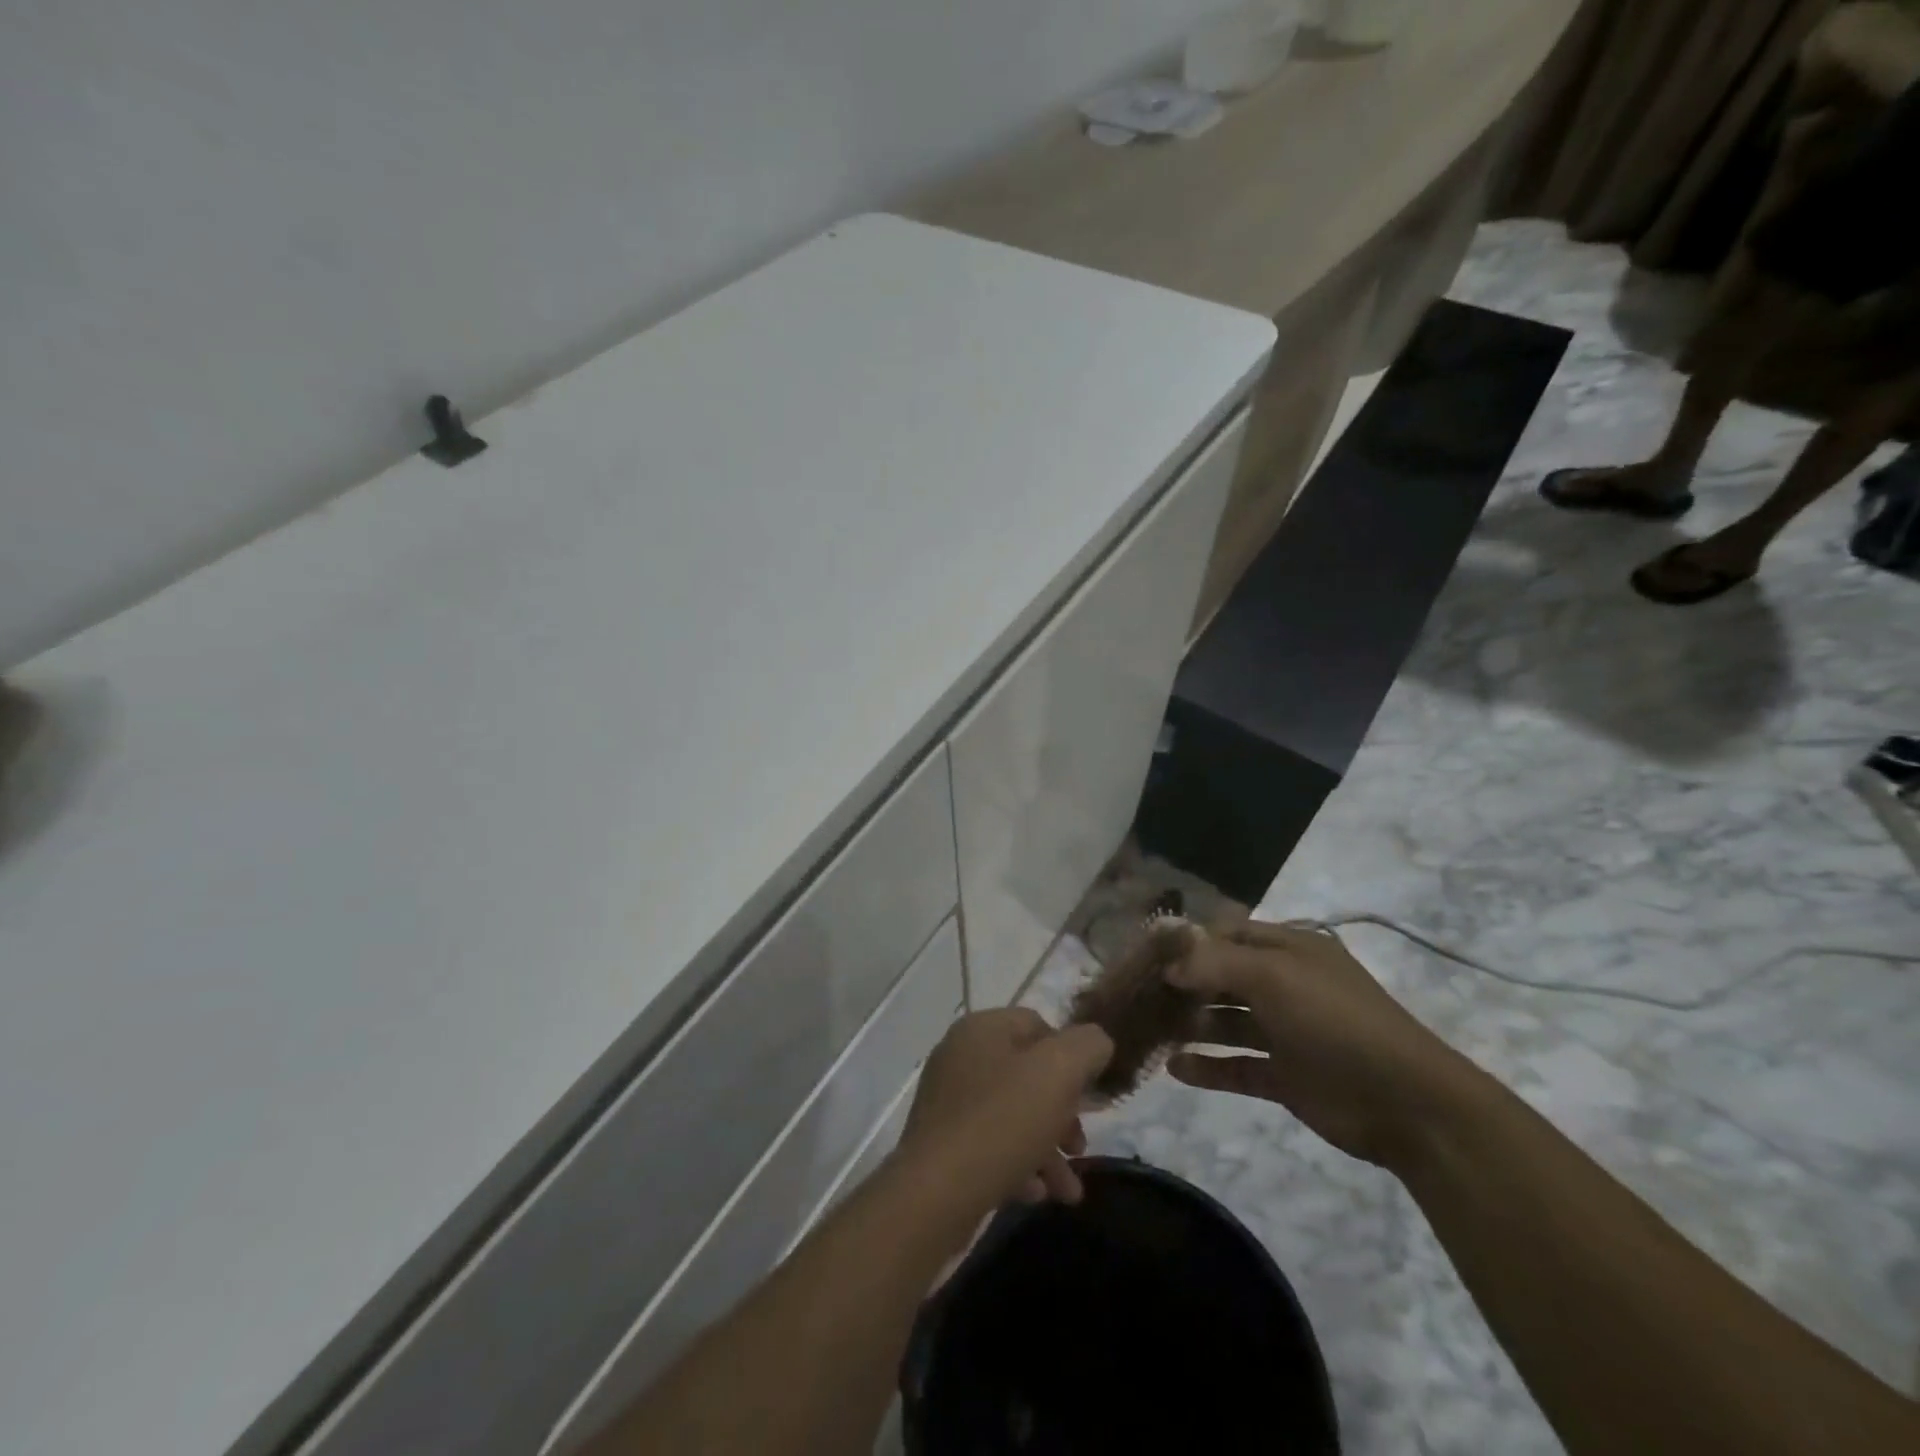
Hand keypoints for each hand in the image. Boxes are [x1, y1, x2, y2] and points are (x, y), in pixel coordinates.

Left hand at [900, 1009, 1112, 1211]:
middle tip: (1080, 1147)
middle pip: (1027, 1074)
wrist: (934, 1194)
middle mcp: (960, 1056)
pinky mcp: (941, 1143)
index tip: (1089, 1096)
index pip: (1038, 1025)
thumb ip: (1087, 1047)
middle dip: (1062, 1112)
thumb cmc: (1001, 1123)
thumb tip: (1096, 1043)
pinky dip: (1017, 1166)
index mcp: (982, 1028)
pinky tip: (1035, 1194)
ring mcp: (947, 1101)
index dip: (1070, 1056)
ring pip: (1012, 1115)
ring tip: (1068, 1190)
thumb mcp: (1058, 1073)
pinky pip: (990, 1145)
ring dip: (1047, 1149)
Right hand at [1165, 921, 1475, 1169]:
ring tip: (1148, 1029)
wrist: (1406, 1104)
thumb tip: (1169, 964)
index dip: (1189, 941)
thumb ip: (1216, 964)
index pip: (1228, 934)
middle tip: (1137, 993)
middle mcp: (1285, 985)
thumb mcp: (1275, 977)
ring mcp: (1286, 1032)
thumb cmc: (1335, 1021)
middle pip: (1223, 977)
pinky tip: (1174, 1069)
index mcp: (1289, 951)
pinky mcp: (1285, 1076)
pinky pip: (1237, 1066)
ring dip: (1191, 1024)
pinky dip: (1208, 1067)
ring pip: (1226, 1022)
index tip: (1146, 953)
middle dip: (1183, 983)